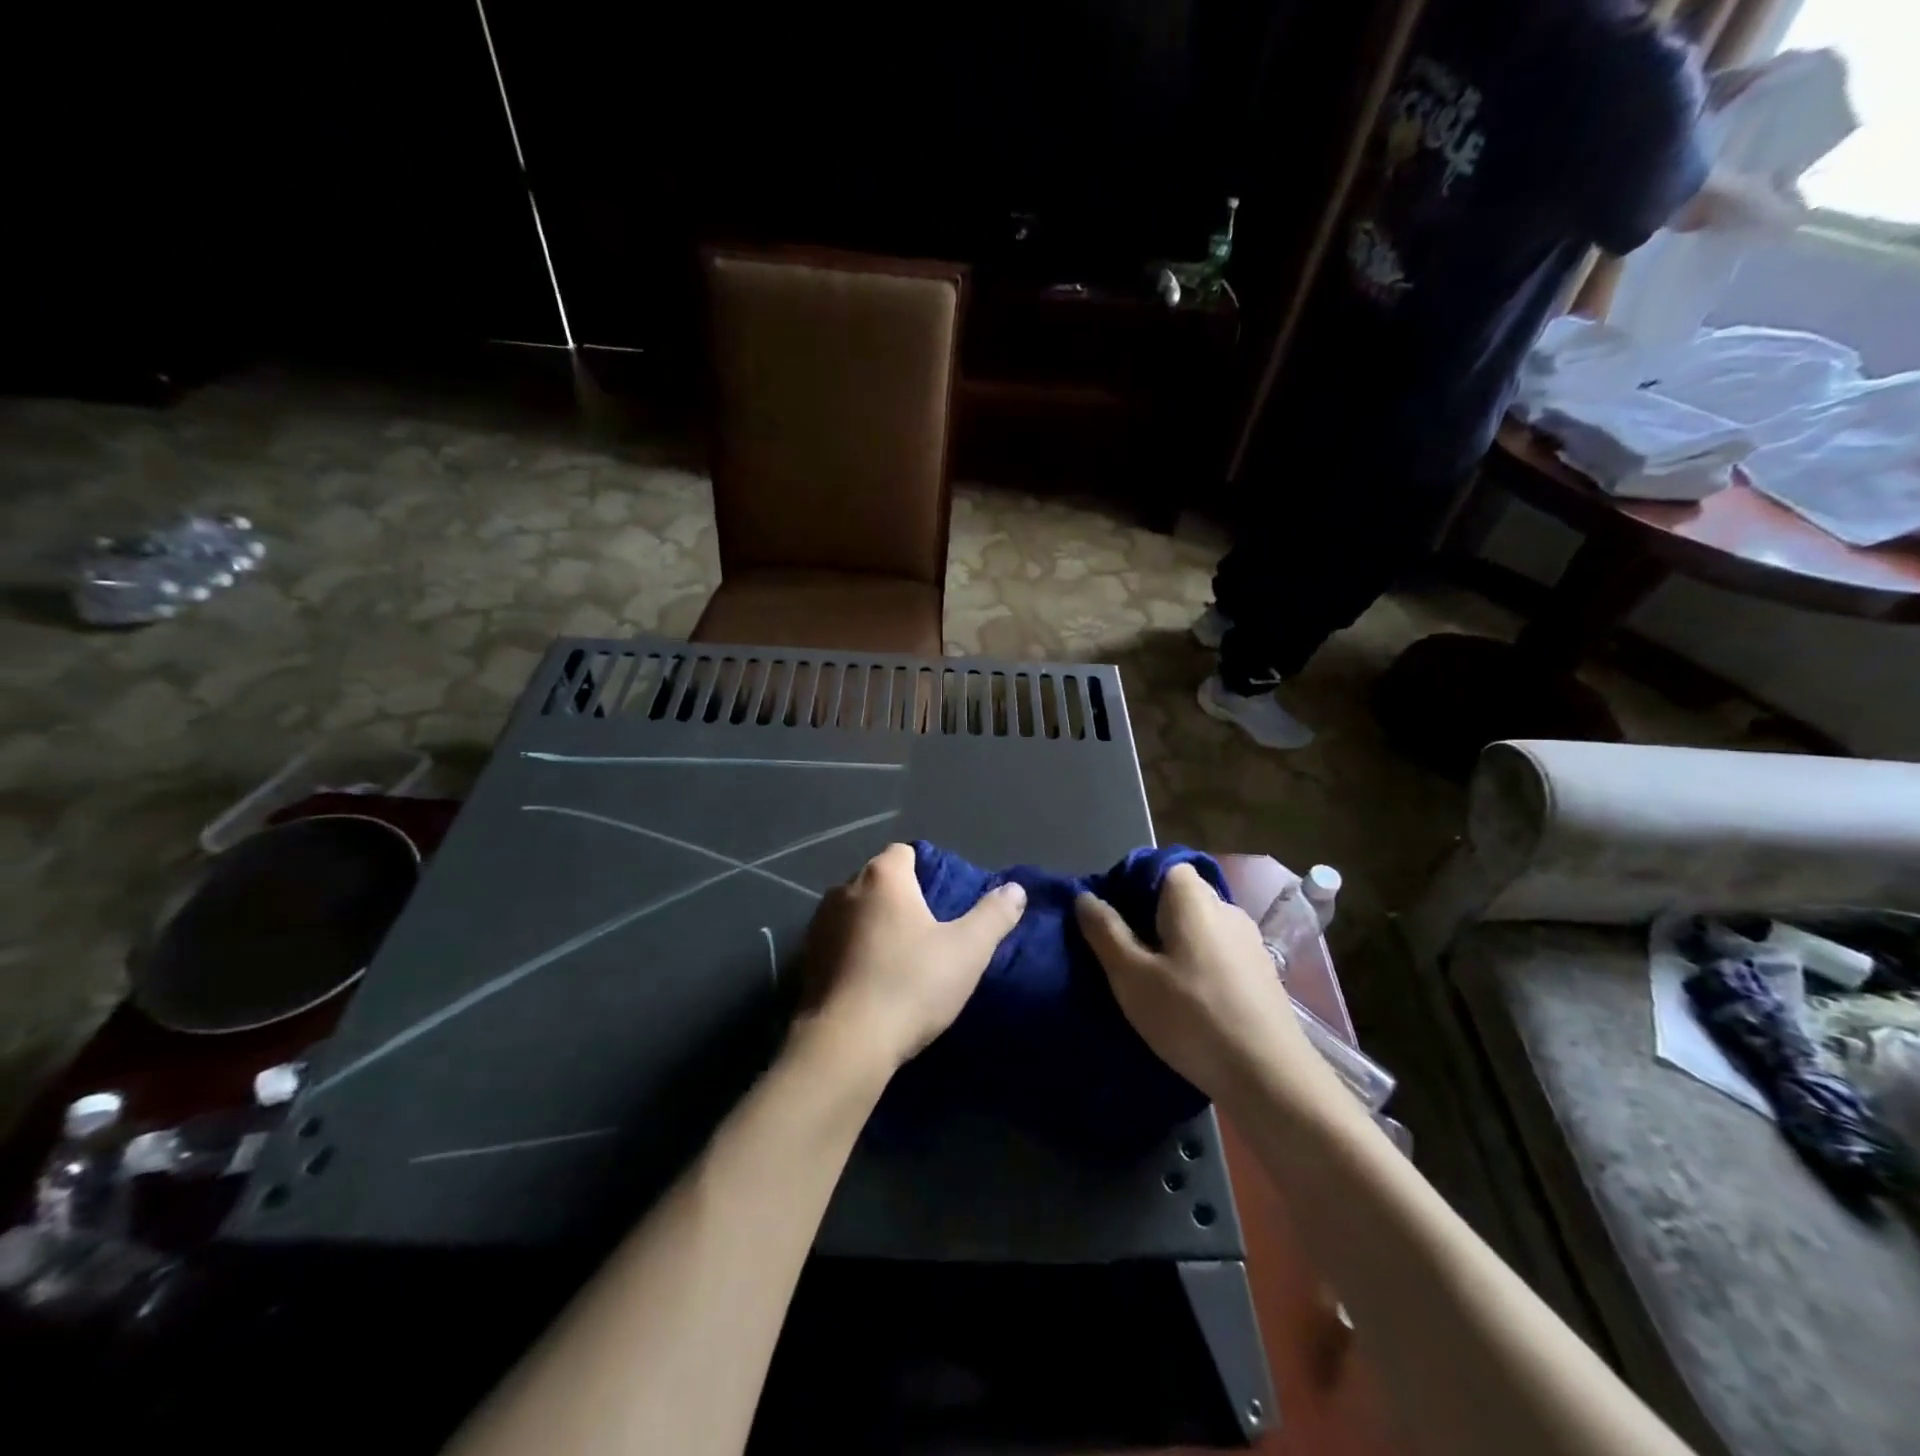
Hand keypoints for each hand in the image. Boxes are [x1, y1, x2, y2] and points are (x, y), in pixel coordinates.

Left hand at [797, 843, 1026, 1074]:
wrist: (846, 1044)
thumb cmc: (911, 984)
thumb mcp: (968, 950)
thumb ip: (993, 915)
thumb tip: (1015, 889)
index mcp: (883, 876)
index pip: (904, 853)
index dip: (926, 871)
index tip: (944, 900)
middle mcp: (844, 889)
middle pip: (879, 881)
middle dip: (901, 899)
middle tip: (928, 932)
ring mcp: (818, 924)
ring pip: (855, 912)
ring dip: (874, 926)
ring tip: (900, 959)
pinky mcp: (805, 960)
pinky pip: (837, 943)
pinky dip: (853, 952)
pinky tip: (871, 981)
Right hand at [1076, 865, 1327, 1107]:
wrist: (1271, 1077)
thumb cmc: (1192, 1018)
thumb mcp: (1132, 977)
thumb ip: (1105, 932)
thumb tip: (1085, 897)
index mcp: (1193, 898)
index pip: (1159, 866)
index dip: (1130, 886)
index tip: (1110, 921)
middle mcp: (1226, 908)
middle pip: (1178, 896)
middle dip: (1148, 918)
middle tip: (1123, 955)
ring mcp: (1249, 940)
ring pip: (1198, 926)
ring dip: (1173, 944)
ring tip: (1152, 981)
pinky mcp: (1262, 972)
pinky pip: (1217, 951)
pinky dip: (1197, 964)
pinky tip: (1187, 1000)